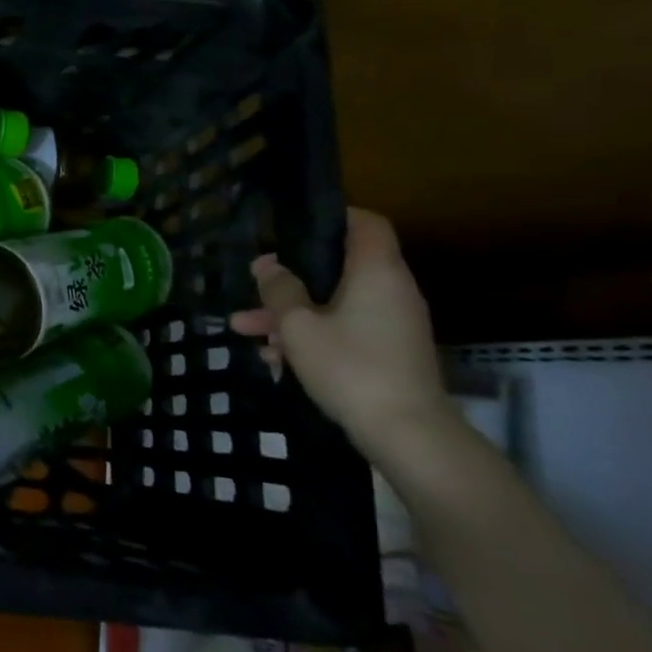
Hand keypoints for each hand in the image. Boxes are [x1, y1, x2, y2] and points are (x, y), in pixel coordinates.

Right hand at [229, 209, 458, 464]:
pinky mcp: (389, 352)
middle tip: (254, 283)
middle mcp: (391, 290)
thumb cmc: (350, 366)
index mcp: (376, 272)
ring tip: (243, 328)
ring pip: (335, 303)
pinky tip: (273, 357)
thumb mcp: (299, 326)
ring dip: (291, 312)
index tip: (294, 225)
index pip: (366, 224)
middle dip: (291, 277)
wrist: (407, 433)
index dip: (333, 217)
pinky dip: (313, 334)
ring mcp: (393, 324)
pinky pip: (345, 329)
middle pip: (339, 268)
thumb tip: (267, 265)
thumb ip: (280, 290)